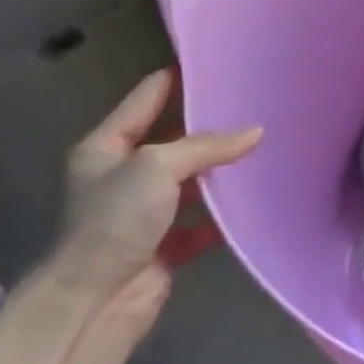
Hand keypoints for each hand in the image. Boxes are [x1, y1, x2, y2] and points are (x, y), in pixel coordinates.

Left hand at [52, 68, 261, 321]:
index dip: (180, 77)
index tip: (219, 62)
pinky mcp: (166, 243)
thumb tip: (255, 131)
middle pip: (174, 138)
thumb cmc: (116, 221)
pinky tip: (257, 199)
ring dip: (222, 169)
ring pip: (192, 180)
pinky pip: (203, 220)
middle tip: (255, 103)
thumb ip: (206, 146)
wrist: (97, 301)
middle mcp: (123, 174)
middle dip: (211, 124)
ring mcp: (145, 211)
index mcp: (107, 146)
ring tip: (266, 145)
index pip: (148, 97)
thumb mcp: (157, 166)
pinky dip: (226, 213)